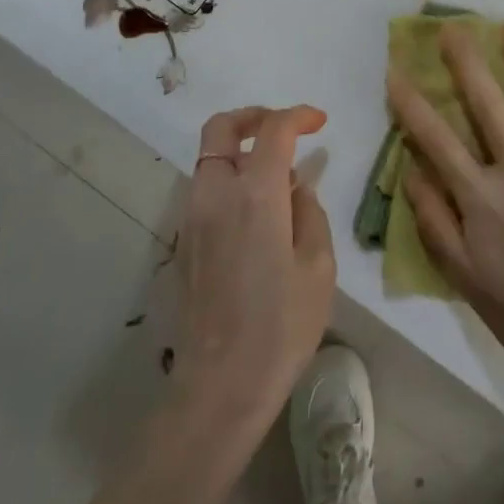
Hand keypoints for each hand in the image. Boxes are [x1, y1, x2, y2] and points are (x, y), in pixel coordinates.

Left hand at [173, 105, 334, 428]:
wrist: (220, 388)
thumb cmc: (280, 328)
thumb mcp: (318, 266)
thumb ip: (309, 212)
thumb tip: (296, 187)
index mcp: (255, 195)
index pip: (274, 130)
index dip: (298, 116)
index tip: (319, 122)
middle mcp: (216, 194)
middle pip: (221, 127)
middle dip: (254, 116)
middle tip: (284, 129)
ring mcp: (193, 217)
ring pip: (209, 156)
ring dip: (240, 148)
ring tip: (276, 175)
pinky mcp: (184, 241)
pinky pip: (205, 187)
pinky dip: (230, 177)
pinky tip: (257, 211)